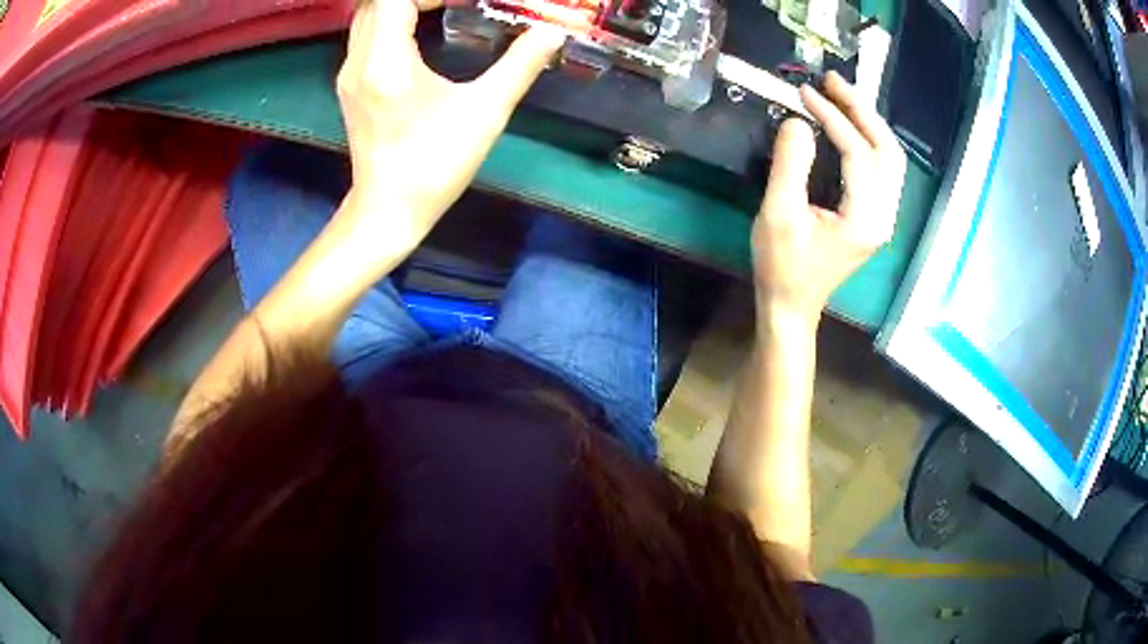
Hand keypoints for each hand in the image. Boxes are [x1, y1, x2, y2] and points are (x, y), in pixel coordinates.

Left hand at [335, 0, 564, 245]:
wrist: (389, 210)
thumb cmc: (435, 164)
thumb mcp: (485, 112)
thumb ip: (520, 65)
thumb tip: (552, 33)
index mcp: (386, 61)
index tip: (463, 1)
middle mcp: (358, 61)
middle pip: (376, 2)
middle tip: (453, 3)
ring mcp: (349, 74)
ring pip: (367, 17)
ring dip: (401, 5)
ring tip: (440, 10)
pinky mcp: (350, 86)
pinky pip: (366, 36)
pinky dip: (391, 22)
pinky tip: (419, 34)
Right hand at [752, 72, 905, 325]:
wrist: (791, 306)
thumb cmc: (782, 266)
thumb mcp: (778, 214)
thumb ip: (790, 165)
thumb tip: (798, 122)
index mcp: (865, 217)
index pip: (859, 152)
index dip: (834, 117)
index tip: (804, 92)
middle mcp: (884, 215)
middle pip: (888, 150)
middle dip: (861, 110)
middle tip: (831, 81)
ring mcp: (882, 217)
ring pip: (889, 158)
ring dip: (868, 122)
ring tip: (839, 95)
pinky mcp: (874, 216)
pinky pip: (881, 169)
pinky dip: (867, 140)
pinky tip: (847, 124)